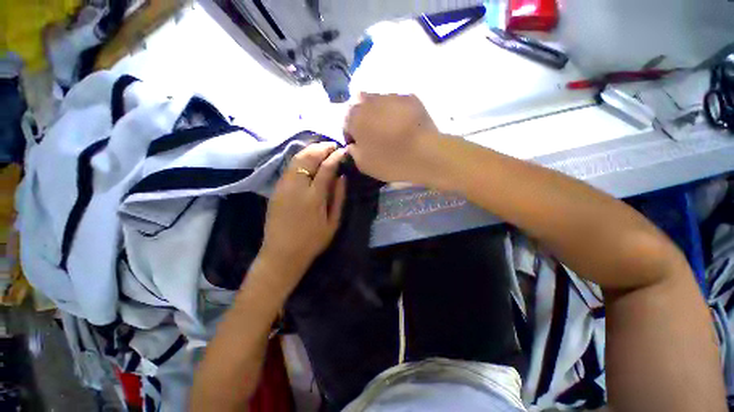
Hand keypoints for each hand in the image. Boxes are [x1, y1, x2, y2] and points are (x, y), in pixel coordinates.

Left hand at [257, 142, 346, 290]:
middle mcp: (296, 187)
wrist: (282, 253)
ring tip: (321, 149)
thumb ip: (338, 198)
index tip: (343, 151)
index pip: (326, 168)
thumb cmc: (312, 241)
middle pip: (308, 158)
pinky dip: (299, 158)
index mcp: (313, 197)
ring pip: (296, 159)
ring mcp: (283, 187)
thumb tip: (342, 177)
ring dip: (310, 150)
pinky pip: (289, 167)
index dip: (336, 157)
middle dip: (321, 148)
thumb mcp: (332, 223)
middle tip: (332, 145)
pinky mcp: (276, 190)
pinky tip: (307, 160)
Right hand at [344, 93, 442, 184]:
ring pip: (378, 102)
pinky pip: (396, 103)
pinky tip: (403, 125)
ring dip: (378, 114)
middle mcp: (370, 101)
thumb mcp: (364, 165)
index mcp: (355, 117)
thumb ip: (353, 152)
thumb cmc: (391, 161)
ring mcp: (391, 96)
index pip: (345, 122)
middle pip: (360, 108)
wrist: (425, 153)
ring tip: (389, 129)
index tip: (359, 145)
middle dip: (363, 120)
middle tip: (373, 136)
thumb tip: (353, 144)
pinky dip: (395, 112)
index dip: (351, 135)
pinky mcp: (409, 97)